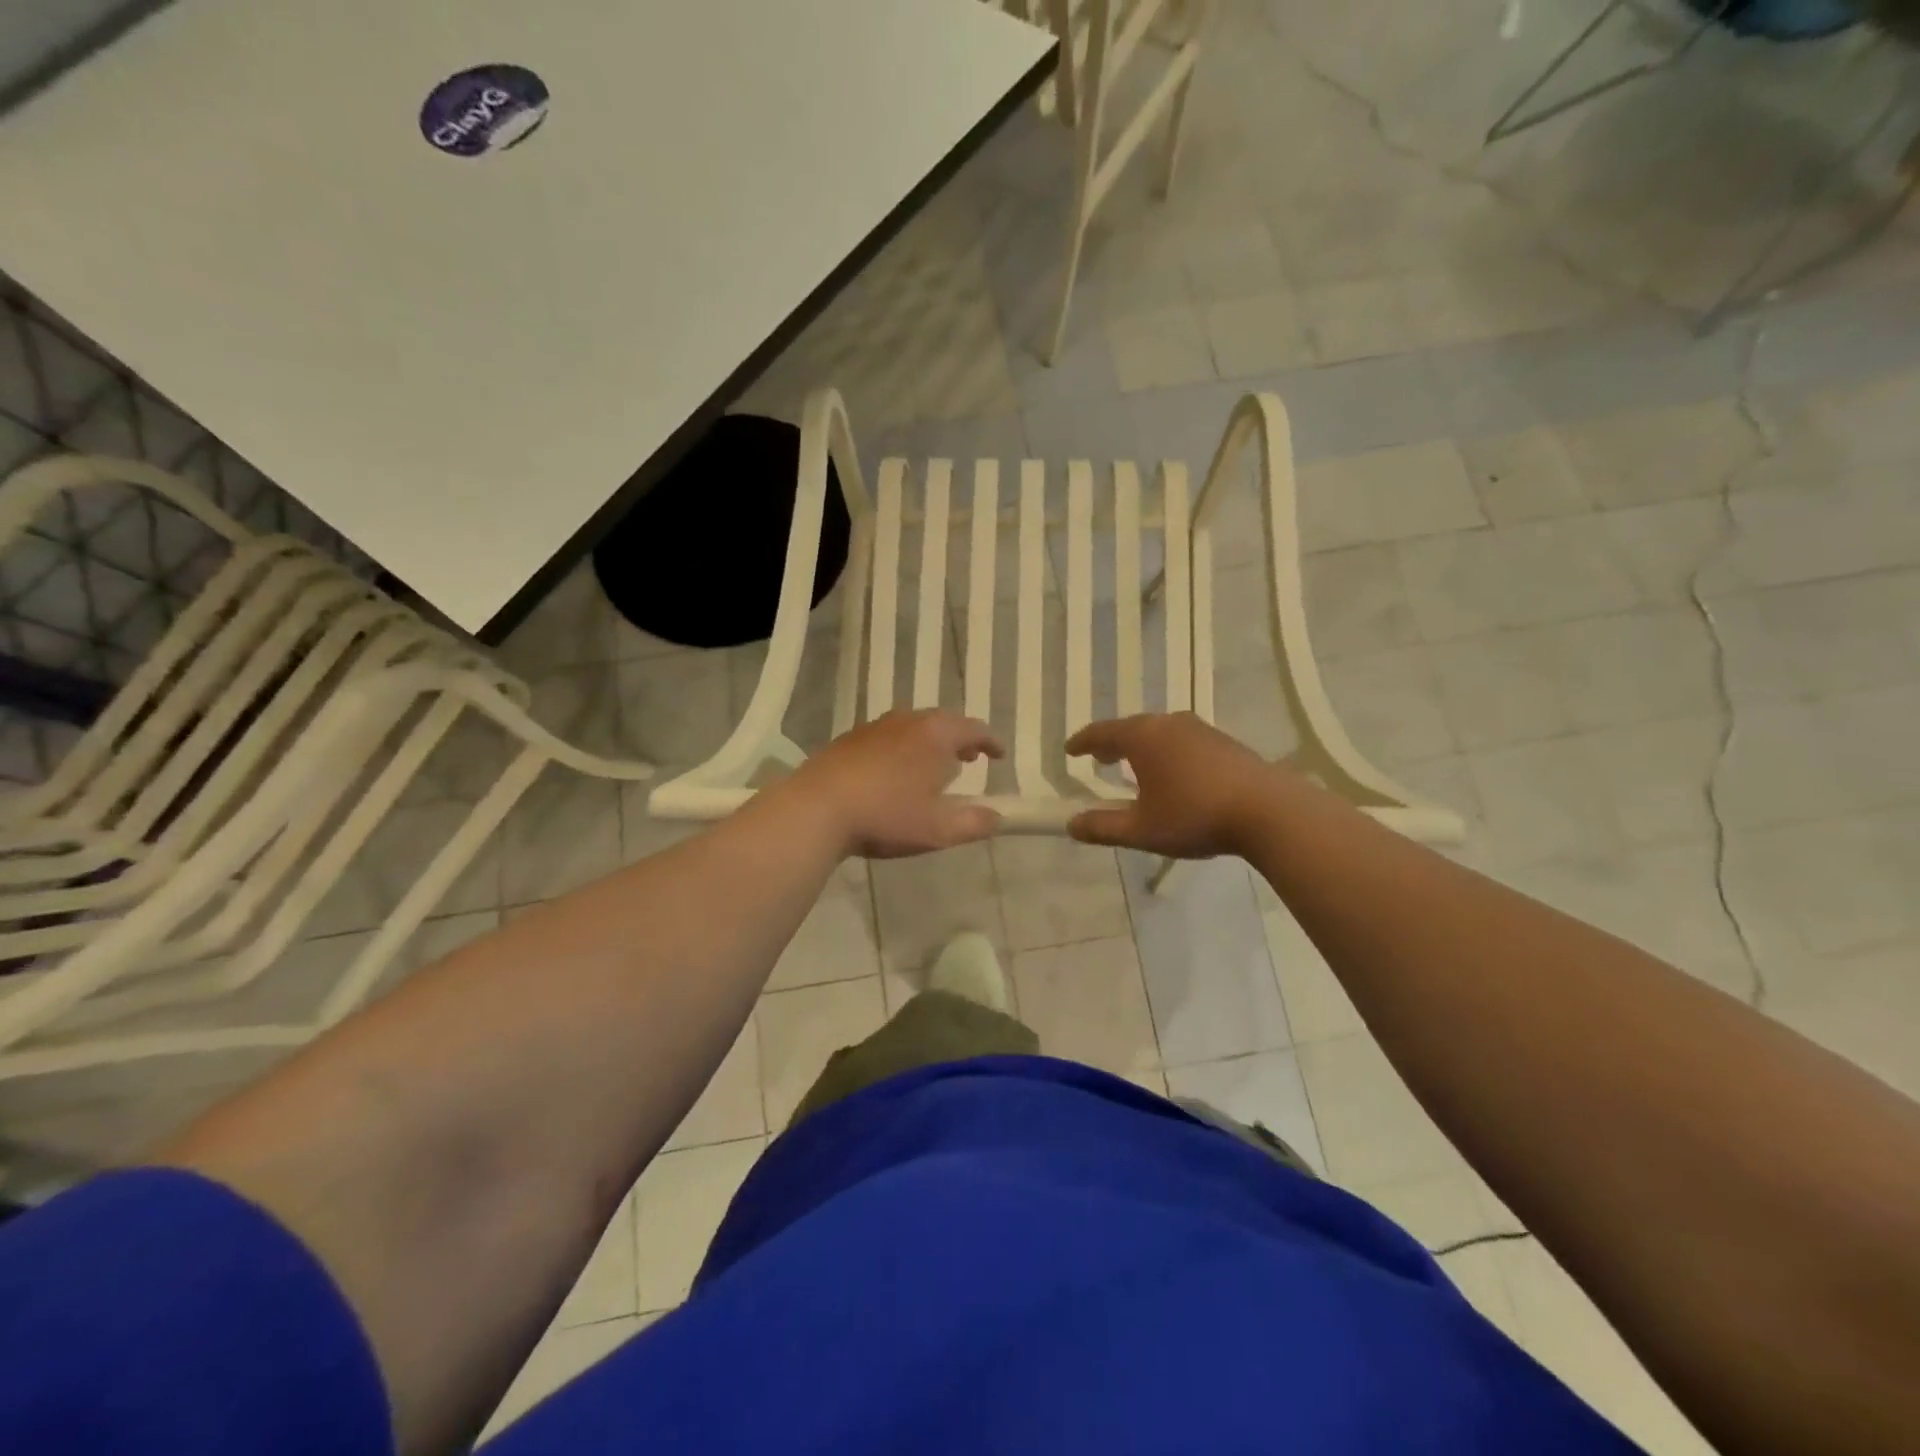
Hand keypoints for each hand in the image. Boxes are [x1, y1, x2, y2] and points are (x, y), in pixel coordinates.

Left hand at [784, 709, 1003, 858]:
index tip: (999, 755)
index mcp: (936, 735)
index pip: (974, 729)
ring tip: (933, 765)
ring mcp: (876, 727)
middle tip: (968, 758)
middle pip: (943, 722)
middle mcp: (908, 721)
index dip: (991, 742)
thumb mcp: (938, 829)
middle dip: (960, 739)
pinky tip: (894, 772)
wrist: (816, 808)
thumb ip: (974, 823)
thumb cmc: (886, 816)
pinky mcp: (850, 739)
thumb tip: (997, 818)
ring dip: (930, 742)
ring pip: (914, 727)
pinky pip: (889, 736)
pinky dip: (903, 747)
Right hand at [1065, 713, 1279, 858]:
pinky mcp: (1224, 741)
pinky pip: (1182, 740)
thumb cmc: (1194, 815)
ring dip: (1142, 747)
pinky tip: (1174, 773)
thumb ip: (1103, 826)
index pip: (1102, 733)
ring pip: (1159, 732)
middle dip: (1113, 743)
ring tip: (1135, 766)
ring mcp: (1200, 729)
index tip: (1070, 750)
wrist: (1268, 810)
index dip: (1083, 742)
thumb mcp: (1142, 830)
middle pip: (1131, 728)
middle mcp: (1168, 723)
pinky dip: (1167, 751)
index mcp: (1143, 737)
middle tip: (1100, 758)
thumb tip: (1071, 825)